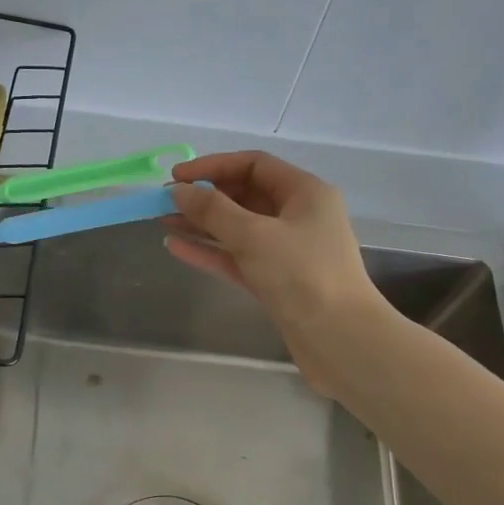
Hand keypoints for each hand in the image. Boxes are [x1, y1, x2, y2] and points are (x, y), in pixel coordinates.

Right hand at [165, 152, 381, 386]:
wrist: (339, 339)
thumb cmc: (302, 275)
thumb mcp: (254, 235)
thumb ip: (213, 210)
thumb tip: (178, 191)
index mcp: (305, 192)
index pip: (254, 165)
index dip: (213, 167)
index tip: (176, 177)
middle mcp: (298, 216)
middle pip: (245, 195)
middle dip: (204, 197)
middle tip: (164, 202)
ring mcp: (288, 250)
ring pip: (238, 228)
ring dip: (202, 224)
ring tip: (163, 221)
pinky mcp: (276, 281)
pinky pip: (238, 257)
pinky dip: (210, 251)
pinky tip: (177, 247)